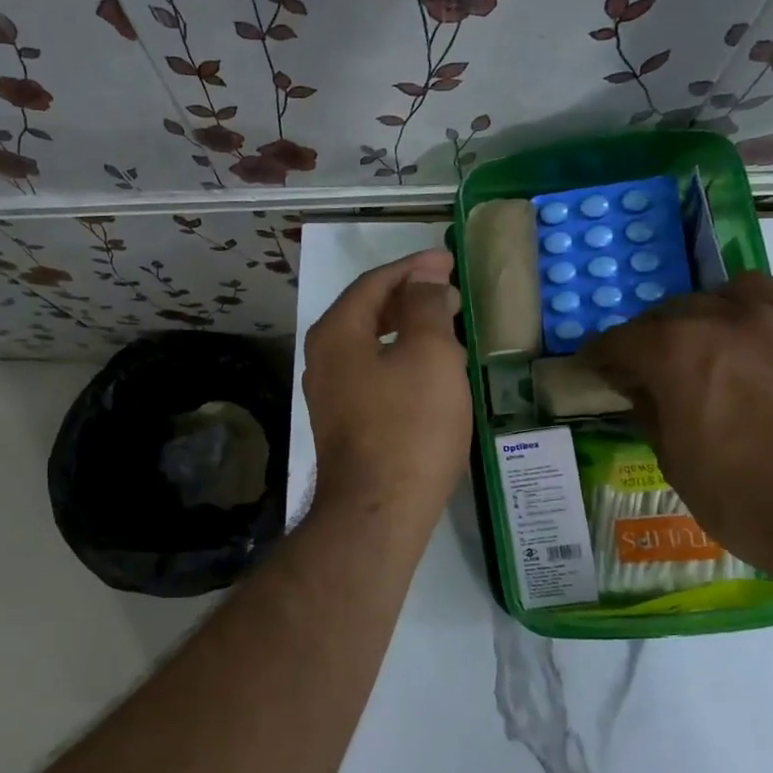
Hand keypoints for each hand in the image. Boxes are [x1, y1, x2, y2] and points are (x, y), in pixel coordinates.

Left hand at [302, 249, 471, 522]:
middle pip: (366, 311)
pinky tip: (426, 371)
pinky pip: (371, 373)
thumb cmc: (409, 425)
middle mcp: (322, 358)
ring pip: (369, 344)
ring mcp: (329, 394)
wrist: (378, 510)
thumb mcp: (429, 354)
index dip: (413, 267)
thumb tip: (422, 275)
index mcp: (336, 333)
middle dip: (409, 296)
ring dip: (405, 328)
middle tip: (450, 292)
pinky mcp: (343, 422)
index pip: (374, 283)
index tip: (448, 262)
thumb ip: (425, 305)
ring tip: (444, 326)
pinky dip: (398, 359)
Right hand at [583, 272, 772, 580]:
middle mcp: (731, 319)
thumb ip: (651, 412)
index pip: (622, 338)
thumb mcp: (675, 464)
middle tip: (664, 367)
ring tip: (732, 342)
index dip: (605, 356)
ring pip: (744, 288)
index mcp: (678, 353)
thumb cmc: (749, 503)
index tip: (601, 369)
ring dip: (725, 311)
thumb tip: (640, 387)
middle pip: (678, 308)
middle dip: (660, 336)